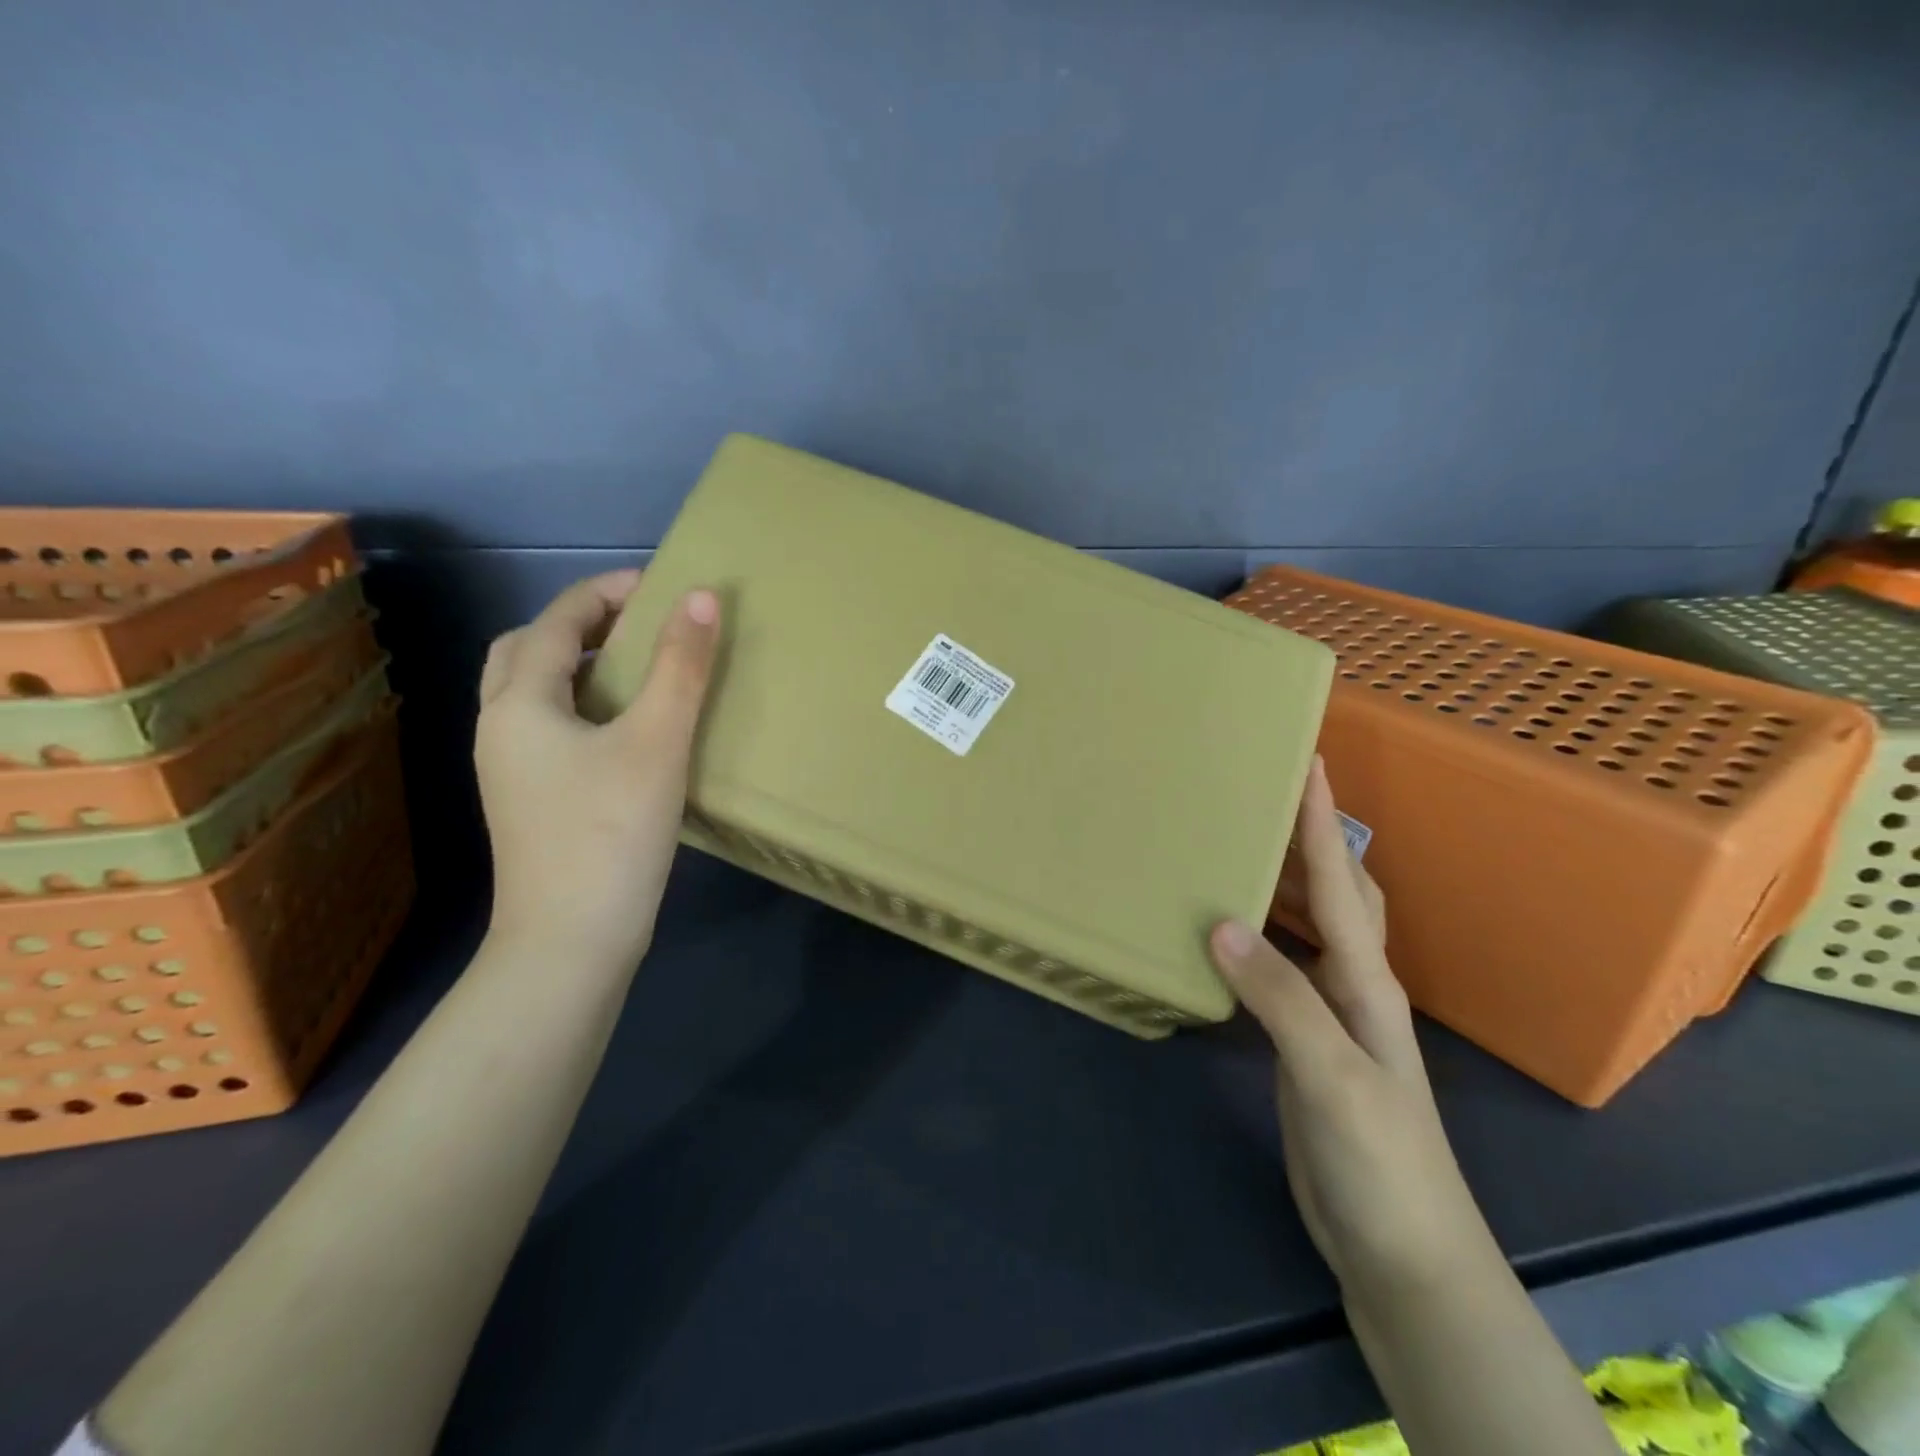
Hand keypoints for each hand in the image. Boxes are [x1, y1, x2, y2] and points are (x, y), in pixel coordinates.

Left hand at [475, 571, 720, 969]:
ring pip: (535, 695)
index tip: (660, 585)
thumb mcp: (657, 742)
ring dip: (580, 667)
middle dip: (579, 625)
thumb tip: (701, 597)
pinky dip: (584, 708)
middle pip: (527, 652)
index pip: (556, 622)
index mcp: (520, 705)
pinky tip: (630, 731)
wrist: (570, 944)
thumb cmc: (610, 834)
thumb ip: (681, 668)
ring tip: (639, 671)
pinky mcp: (533, 803)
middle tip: (637, 626)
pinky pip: (551, 730)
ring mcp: (512, 771)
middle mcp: (502, 730)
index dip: (606, 592)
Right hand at [1210, 760, 1497, 1297]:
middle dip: (1309, 837)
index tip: (1307, 761)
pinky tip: (1226, 931)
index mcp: (1365, 981)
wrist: (1402, 1252)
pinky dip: (1258, 935)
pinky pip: (1281, 965)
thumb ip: (1280, 998)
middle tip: (1263, 796)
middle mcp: (1351, 983)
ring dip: (1283, 881)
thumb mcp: (1332, 1076)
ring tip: (1238, 845)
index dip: (1323, 820)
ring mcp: (1329, 1013)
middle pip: (1336, 891)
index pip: (1342, 883)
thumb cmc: (1381, 1161)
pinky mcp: (1304, 1040)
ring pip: (1309, 926)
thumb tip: (1220, 923)